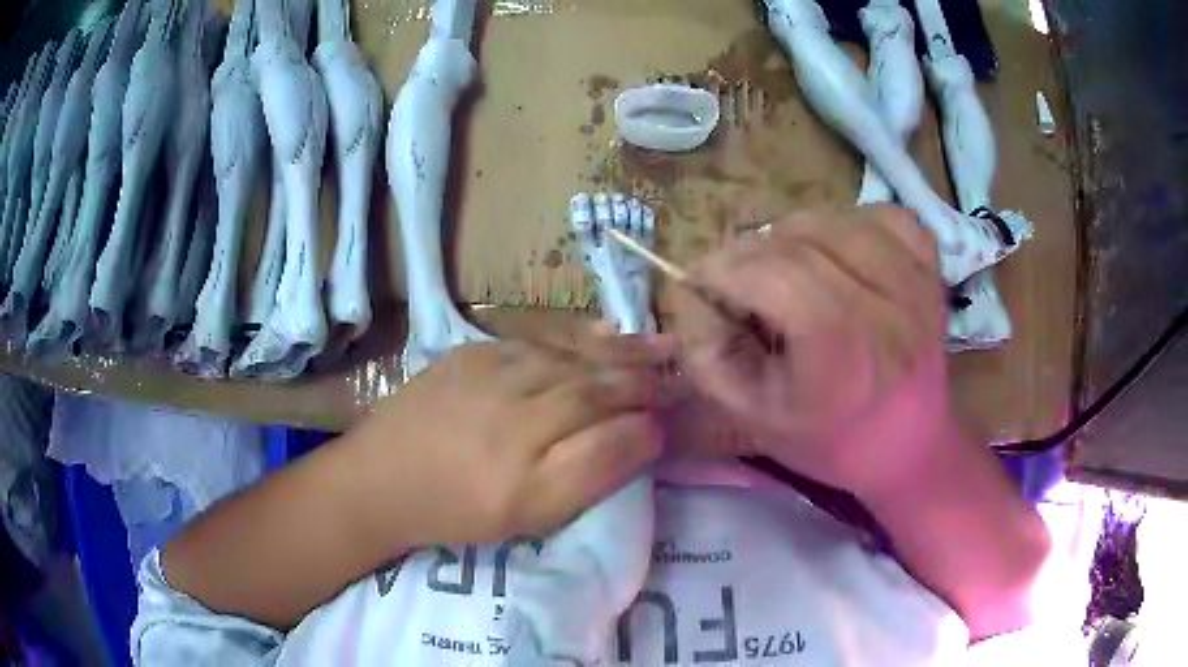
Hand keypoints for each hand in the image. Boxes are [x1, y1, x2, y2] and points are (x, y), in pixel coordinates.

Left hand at [342, 338, 672, 548]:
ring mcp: (491, 374)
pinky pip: (539, 341)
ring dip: (621, 355)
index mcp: (527, 474)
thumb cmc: (457, 510)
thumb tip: (642, 437)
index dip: (648, 427)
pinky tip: (604, 338)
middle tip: (681, 375)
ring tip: (660, 348)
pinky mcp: (473, 351)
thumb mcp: (527, 518)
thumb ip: (587, 478)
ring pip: (572, 360)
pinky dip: (579, 340)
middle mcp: (513, 416)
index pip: (609, 439)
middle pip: (596, 390)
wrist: (382, 476)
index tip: (674, 421)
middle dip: (644, 383)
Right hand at [673, 205, 953, 496]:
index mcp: (839, 349)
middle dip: (753, 250)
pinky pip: (886, 217)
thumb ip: (709, 357)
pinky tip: (843, 251)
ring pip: (839, 219)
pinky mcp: (931, 271)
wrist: (909, 450)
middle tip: (741, 279)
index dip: (722, 268)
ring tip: (788, 265)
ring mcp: (914, 281)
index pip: (769, 272)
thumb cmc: (831, 442)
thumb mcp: (753, 418)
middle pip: (800, 237)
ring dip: (798, 233)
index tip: (702, 282)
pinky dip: (855, 223)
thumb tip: (693, 295)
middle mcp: (884, 304)